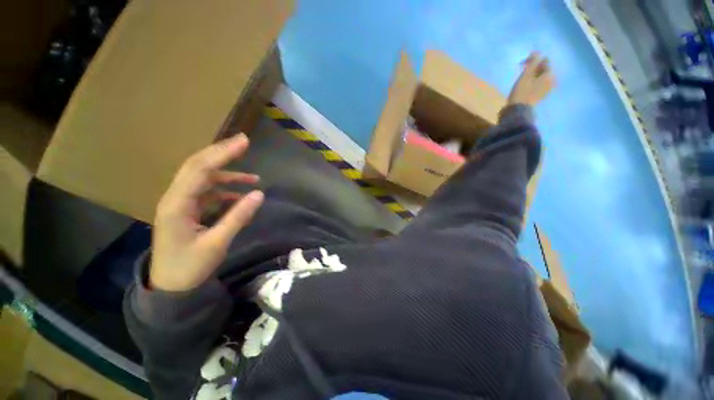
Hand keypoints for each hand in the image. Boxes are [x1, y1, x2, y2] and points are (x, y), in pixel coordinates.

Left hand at [150, 134, 263, 291]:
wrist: (170, 287)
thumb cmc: (190, 267)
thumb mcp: (217, 243)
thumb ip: (238, 216)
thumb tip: (259, 194)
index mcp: (177, 204)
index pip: (200, 170)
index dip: (222, 154)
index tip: (243, 142)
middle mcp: (176, 198)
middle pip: (198, 167)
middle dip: (221, 153)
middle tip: (243, 142)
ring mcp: (181, 204)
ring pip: (204, 179)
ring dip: (228, 175)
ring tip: (253, 177)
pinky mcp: (188, 210)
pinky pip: (209, 193)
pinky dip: (226, 191)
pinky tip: (242, 196)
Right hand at [507, 52, 555, 106]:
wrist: (519, 110)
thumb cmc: (521, 92)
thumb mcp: (526, 75)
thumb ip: (533, 62)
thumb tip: (537, 52)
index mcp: (549, 74)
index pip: (544, 60)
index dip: (534, 59)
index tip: (522, 64)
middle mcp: (551, 80)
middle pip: (544, 69)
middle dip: (534, 67)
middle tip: (522, 70)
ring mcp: (547, 89)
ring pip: (541, 77)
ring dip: (534, 74)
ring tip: (523, 78)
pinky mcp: (542, 96)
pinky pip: (540, 84)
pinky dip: (534, 82)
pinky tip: (527, 85)